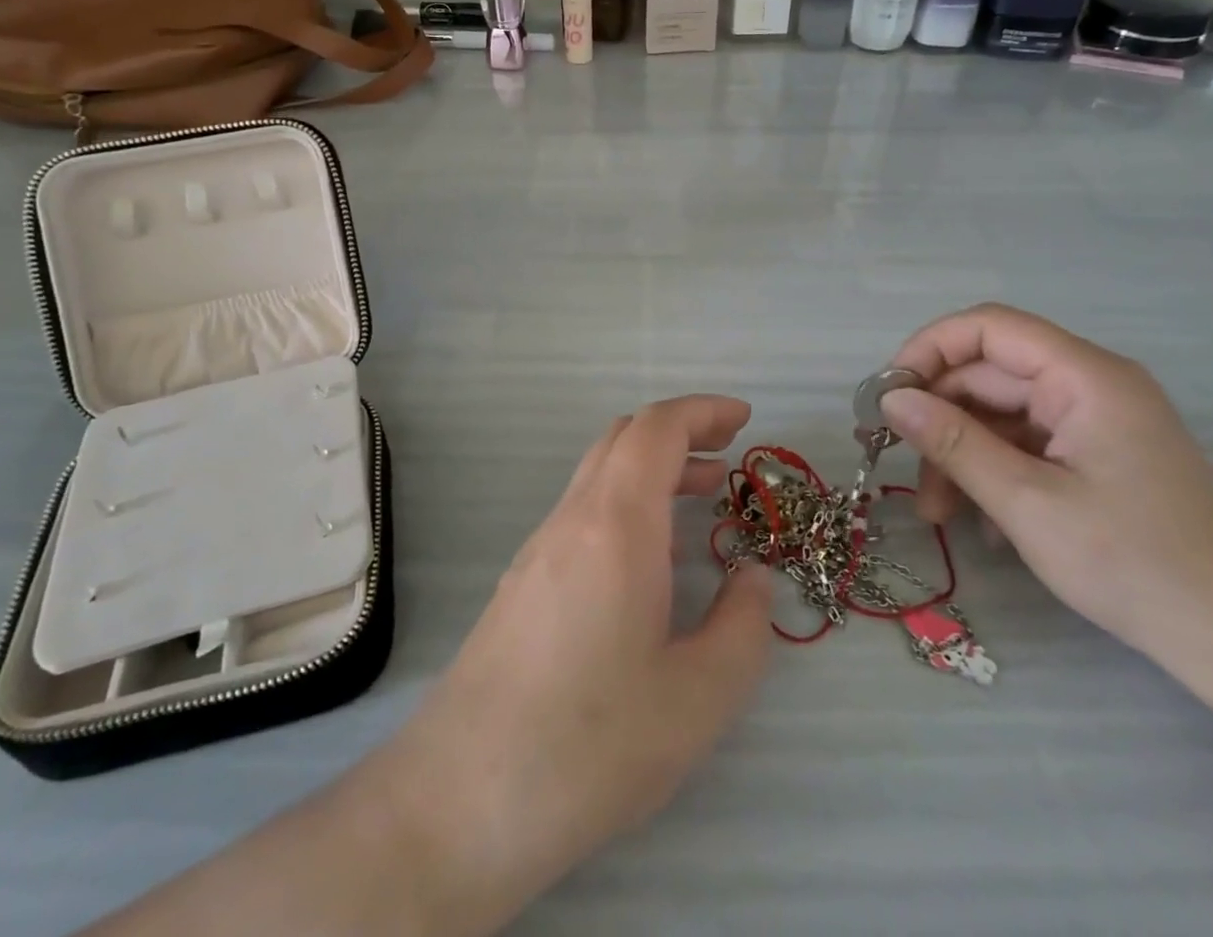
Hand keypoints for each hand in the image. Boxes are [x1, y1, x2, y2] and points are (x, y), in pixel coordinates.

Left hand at [390, 396, 775, 928]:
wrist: (460, 801)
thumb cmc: (589, 744)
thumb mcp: (698, 698)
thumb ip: (743, 627)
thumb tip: (752, 576)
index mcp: (615, 525)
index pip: (656, 428)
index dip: (703, 411)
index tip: (745, 419)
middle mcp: (572, 519)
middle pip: (624, 437)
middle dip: (680, 431)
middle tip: (728, 456)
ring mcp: (539, 548)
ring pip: (600, 473)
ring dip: (652, 467)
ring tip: (701, 498)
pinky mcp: (522, 581)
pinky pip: (582, 510)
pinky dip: (626, 501)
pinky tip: (649, 557)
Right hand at [880, 304, 1212, 660]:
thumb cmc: (1133, 564)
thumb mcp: (1026, 502)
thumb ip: (953, 442)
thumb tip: (891, 398)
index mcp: (1085, 376)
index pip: (988, 327)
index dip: (929, 349)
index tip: (889, 394)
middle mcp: (1090, 384)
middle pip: (989, 375)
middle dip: (940, 418)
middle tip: (900, 465)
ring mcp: (1096, 420)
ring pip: (1001, 414)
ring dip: (962, 454)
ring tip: (937, 513)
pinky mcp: (1098, 454)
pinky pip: (1027, 444)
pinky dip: (995, 472)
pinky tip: (981, 523)